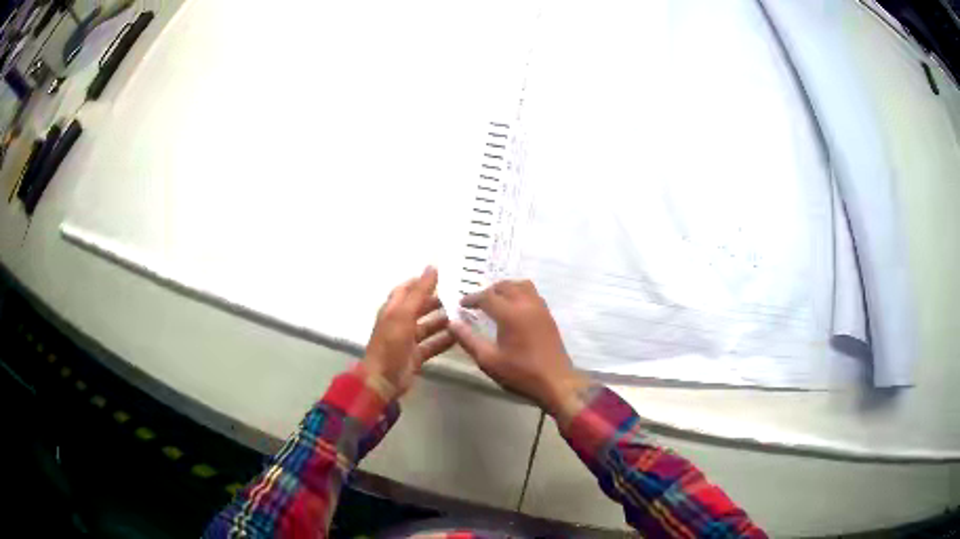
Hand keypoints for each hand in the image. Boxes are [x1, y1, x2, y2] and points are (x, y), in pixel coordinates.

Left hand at [364, 266, 454, 397]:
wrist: (383, 380)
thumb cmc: (391, 344)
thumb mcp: (404, 314)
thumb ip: (419, 292)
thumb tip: (432, 267)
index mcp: (393, 309)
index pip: (407, 289)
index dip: (422, 281)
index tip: (443, 275)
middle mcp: (399, 322)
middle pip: (419, 307)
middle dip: (436, 301)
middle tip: (460, 295)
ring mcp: (407, 340)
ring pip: (428, 326)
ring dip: (443, 320)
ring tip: (464, 314)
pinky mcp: (416, 356)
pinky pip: (432, 344)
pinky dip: (444, 340)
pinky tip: (460, 336)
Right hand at [449, 280, 589, 417]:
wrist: (555, 382)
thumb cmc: (520, 373)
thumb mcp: (488, 360)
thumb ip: (468, 340)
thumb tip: (452, 324)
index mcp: (510, 314)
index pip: (487, 297)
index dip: (472, 299)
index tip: (461, 305)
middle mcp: (527, 305)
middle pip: (505, 286)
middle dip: (488, 291)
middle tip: (477, 303)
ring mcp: (540, 308)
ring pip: (522, 286)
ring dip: (506, 288)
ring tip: (495, 301)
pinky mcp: (548, 315)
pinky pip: (532, 294)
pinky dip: (520, 293)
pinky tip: (513, 309)